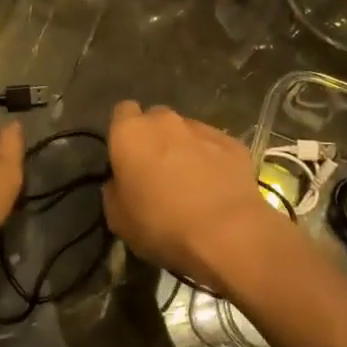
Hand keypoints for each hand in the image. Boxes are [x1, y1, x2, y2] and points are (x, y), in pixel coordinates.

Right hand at [102, 101, 277, 291]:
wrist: (227, 234)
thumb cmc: (162, 225)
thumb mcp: (118, 218)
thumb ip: (113, 190)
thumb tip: (120, 182)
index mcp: (130, 133)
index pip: (122, 112)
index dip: (124, 133)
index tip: (127, 157)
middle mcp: (165, 121)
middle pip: (155, 119)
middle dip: (155, 138)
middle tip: (157, 171)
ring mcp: (202, 129)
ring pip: (186, 131)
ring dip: (184, 148)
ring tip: (191, 181)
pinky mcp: (233, 143)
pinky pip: (214, 146)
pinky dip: (212, 159)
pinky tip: (216, 186)